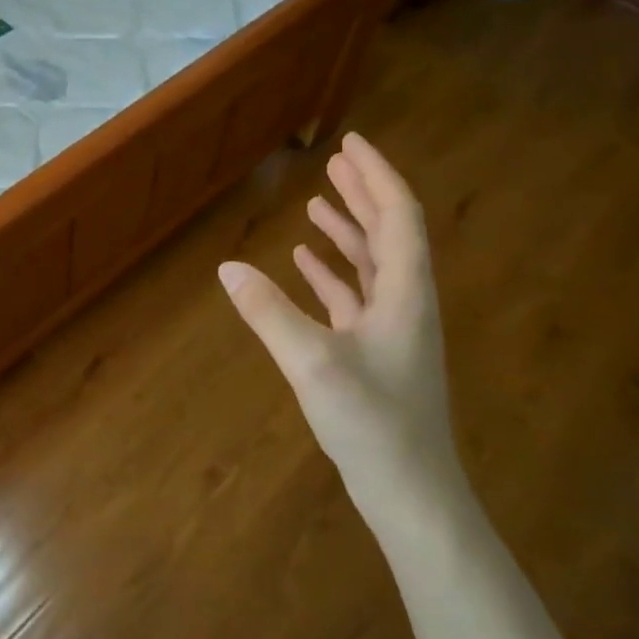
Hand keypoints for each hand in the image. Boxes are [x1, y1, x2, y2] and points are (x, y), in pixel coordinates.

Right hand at [218, 133, 465, 528]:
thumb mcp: (312, 363)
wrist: (412, 495)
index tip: (351, 143)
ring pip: (372, 264)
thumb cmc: (373, 424)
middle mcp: (406, 302)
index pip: (397, 216)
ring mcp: (393, 330)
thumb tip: (226, 268)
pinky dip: (333, 274)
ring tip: (317, 202)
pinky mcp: (376, 354)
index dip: (376, 176)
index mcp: (405, 293)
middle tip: (334, 161)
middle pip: (388, 232)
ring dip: (347, 230)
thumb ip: (268, 312)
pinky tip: (305, 264)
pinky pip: (356, 298)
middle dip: (362, 193)